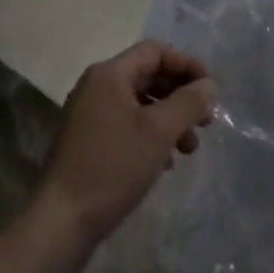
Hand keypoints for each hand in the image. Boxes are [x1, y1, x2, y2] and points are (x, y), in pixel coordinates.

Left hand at [36, 40, 217, 253]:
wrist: (62, 220)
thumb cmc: (113, 167)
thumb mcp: (158, 132)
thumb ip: (188, 103)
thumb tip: (209, 84)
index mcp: (110, 74)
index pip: (155, 52)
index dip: (186, 65)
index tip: (210, 90)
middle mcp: (97, 86)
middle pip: (149, 76)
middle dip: (181, 96)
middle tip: (206, 121)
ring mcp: (91, 114)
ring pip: (141, 104)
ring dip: (170, 120)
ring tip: (190, 149)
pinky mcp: (90, 141)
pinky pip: (128, 125)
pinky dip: (151, 136)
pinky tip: (166, 162)